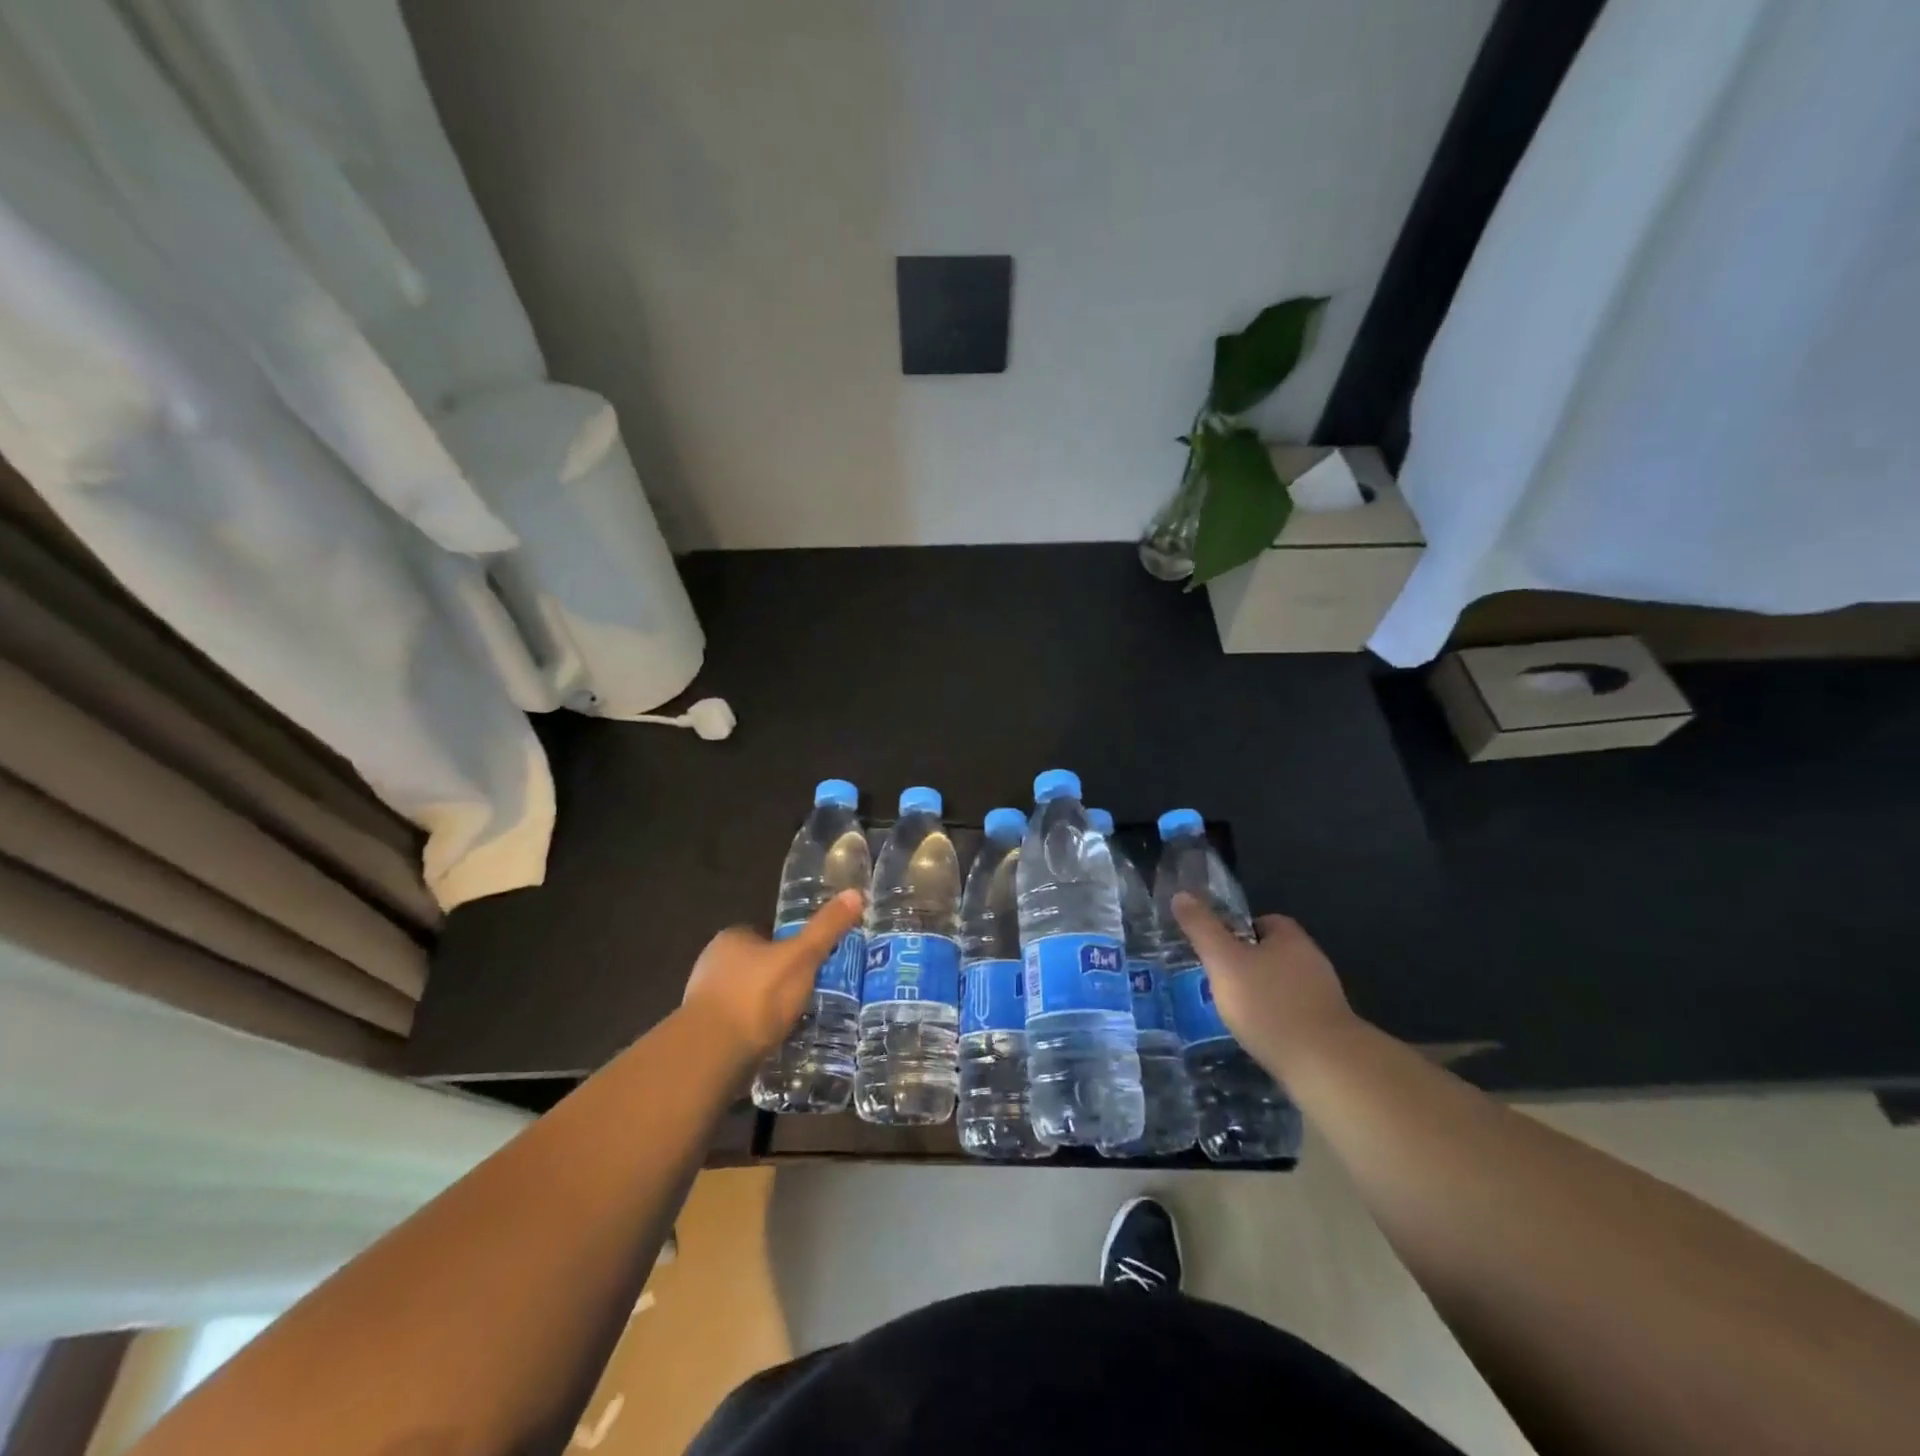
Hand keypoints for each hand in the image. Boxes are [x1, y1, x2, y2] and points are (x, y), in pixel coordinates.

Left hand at [681, 888, 865, 1061]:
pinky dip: (757, 1030)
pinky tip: (777, 1041)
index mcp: (732, 938)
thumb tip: (855, 893)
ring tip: (800, 1018)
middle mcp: (713, 964)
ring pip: (749, 996)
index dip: (792, 944)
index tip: (815, 959)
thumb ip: (826, 928)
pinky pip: (740, 1025)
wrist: (711, 1057)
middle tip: (813, 989)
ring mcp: (705, 1001)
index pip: (768, 932)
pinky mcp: (705, 1035)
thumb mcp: (801, 957)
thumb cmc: (757, 996)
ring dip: (769, 1006)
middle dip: (782, 976)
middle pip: (758, 964)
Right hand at [1170, 893, 1356, 1079]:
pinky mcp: (1328, 1030)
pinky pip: (1294, 1014)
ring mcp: (1324, 997)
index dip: (1238, 930)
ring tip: (1234, 1011)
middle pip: (1274, 954)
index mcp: (1291, 938)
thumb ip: (1202, 928)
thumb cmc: (1268, 1004)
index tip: (1216, 948)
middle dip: (1248, 964)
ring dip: (1262, 994)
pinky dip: (1275, 1020)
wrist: (1324, 1065)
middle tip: (1219, 980)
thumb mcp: (1223, 961)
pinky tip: (1258, 1035)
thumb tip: (1181, 895)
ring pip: (1284, 985)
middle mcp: (1312, 961)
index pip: (1264, 921)